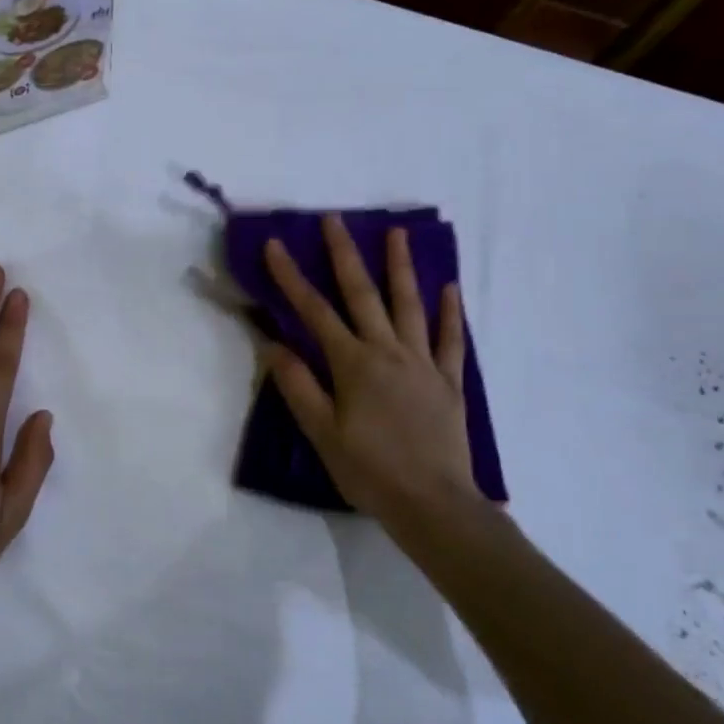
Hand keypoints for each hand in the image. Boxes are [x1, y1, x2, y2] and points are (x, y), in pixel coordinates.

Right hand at [263, 216, 477, 534]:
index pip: (314, 312)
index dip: (291, 277)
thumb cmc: (369, 470)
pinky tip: (449, 288)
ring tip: (397, 233)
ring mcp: (423, 363)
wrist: (434, 504)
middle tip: (335, 219)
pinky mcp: (449, 382)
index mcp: (353, 364)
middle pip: (363, 295)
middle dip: (344, 254)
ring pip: (410, 305)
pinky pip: (450, 340)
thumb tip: (272, 344)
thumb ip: (298, 385)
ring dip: (401, 267)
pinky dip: (449, 312)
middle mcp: (388, 352)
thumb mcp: (322, 432)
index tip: (275, 245)